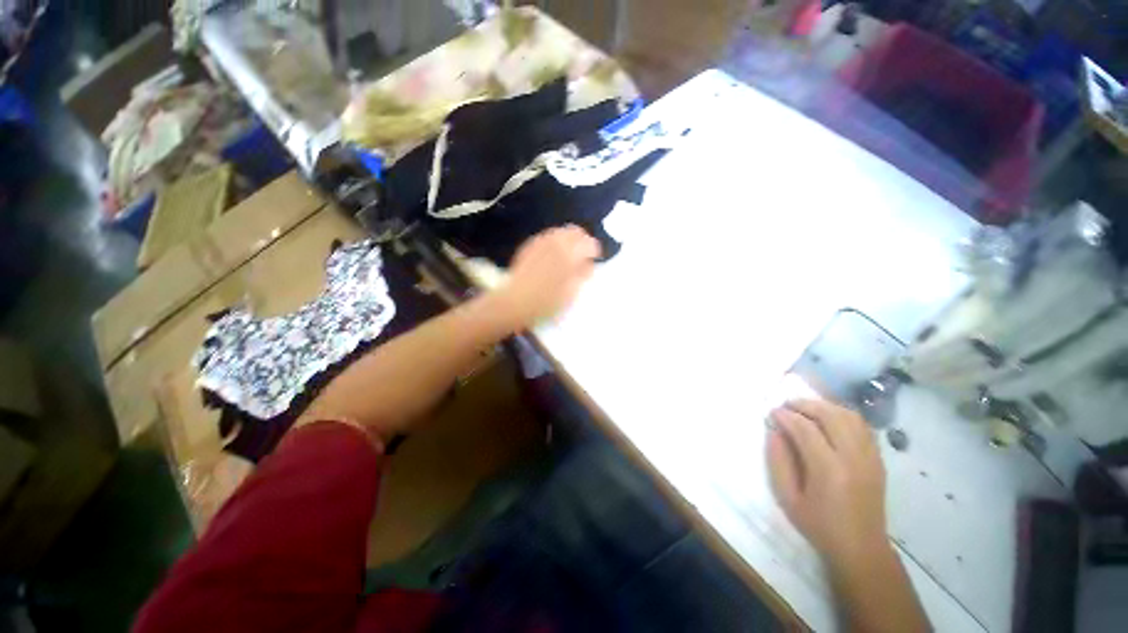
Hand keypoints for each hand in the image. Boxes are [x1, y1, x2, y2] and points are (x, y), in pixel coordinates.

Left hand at [490, 225, 600, 330]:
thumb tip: (589, 264)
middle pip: (575, 231)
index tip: (595, 258)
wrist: (515, 302)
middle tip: (584, 252)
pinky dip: (554, 240)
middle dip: (583, 239)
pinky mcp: (529, 246)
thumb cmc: (546, 303)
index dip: (594, 251)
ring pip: (560, 231)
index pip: (589, 244)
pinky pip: (546, 236)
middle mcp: (556, 244)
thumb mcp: (571, 294)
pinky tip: (553, 253)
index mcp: (570, 255)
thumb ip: (582, 276)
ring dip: (569, 238)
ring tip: (570, 252)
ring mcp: (541, 242)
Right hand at [767, 399, 889, 569]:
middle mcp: (853, 458)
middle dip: (805, 404)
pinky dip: (843, 416)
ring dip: (825, 406)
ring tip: (806, 408)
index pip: (806, 429)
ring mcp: (870, 458)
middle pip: (831, 416)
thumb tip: (775, 432)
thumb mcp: (787, 498)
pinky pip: (863, 427)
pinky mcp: (878, 459)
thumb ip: (778, 462)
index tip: (772, 412)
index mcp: (829, 470)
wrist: (861, 548)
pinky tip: (829, 419)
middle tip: (787, 405)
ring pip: (850, 417)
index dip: (786, 416)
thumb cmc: (819, 525)